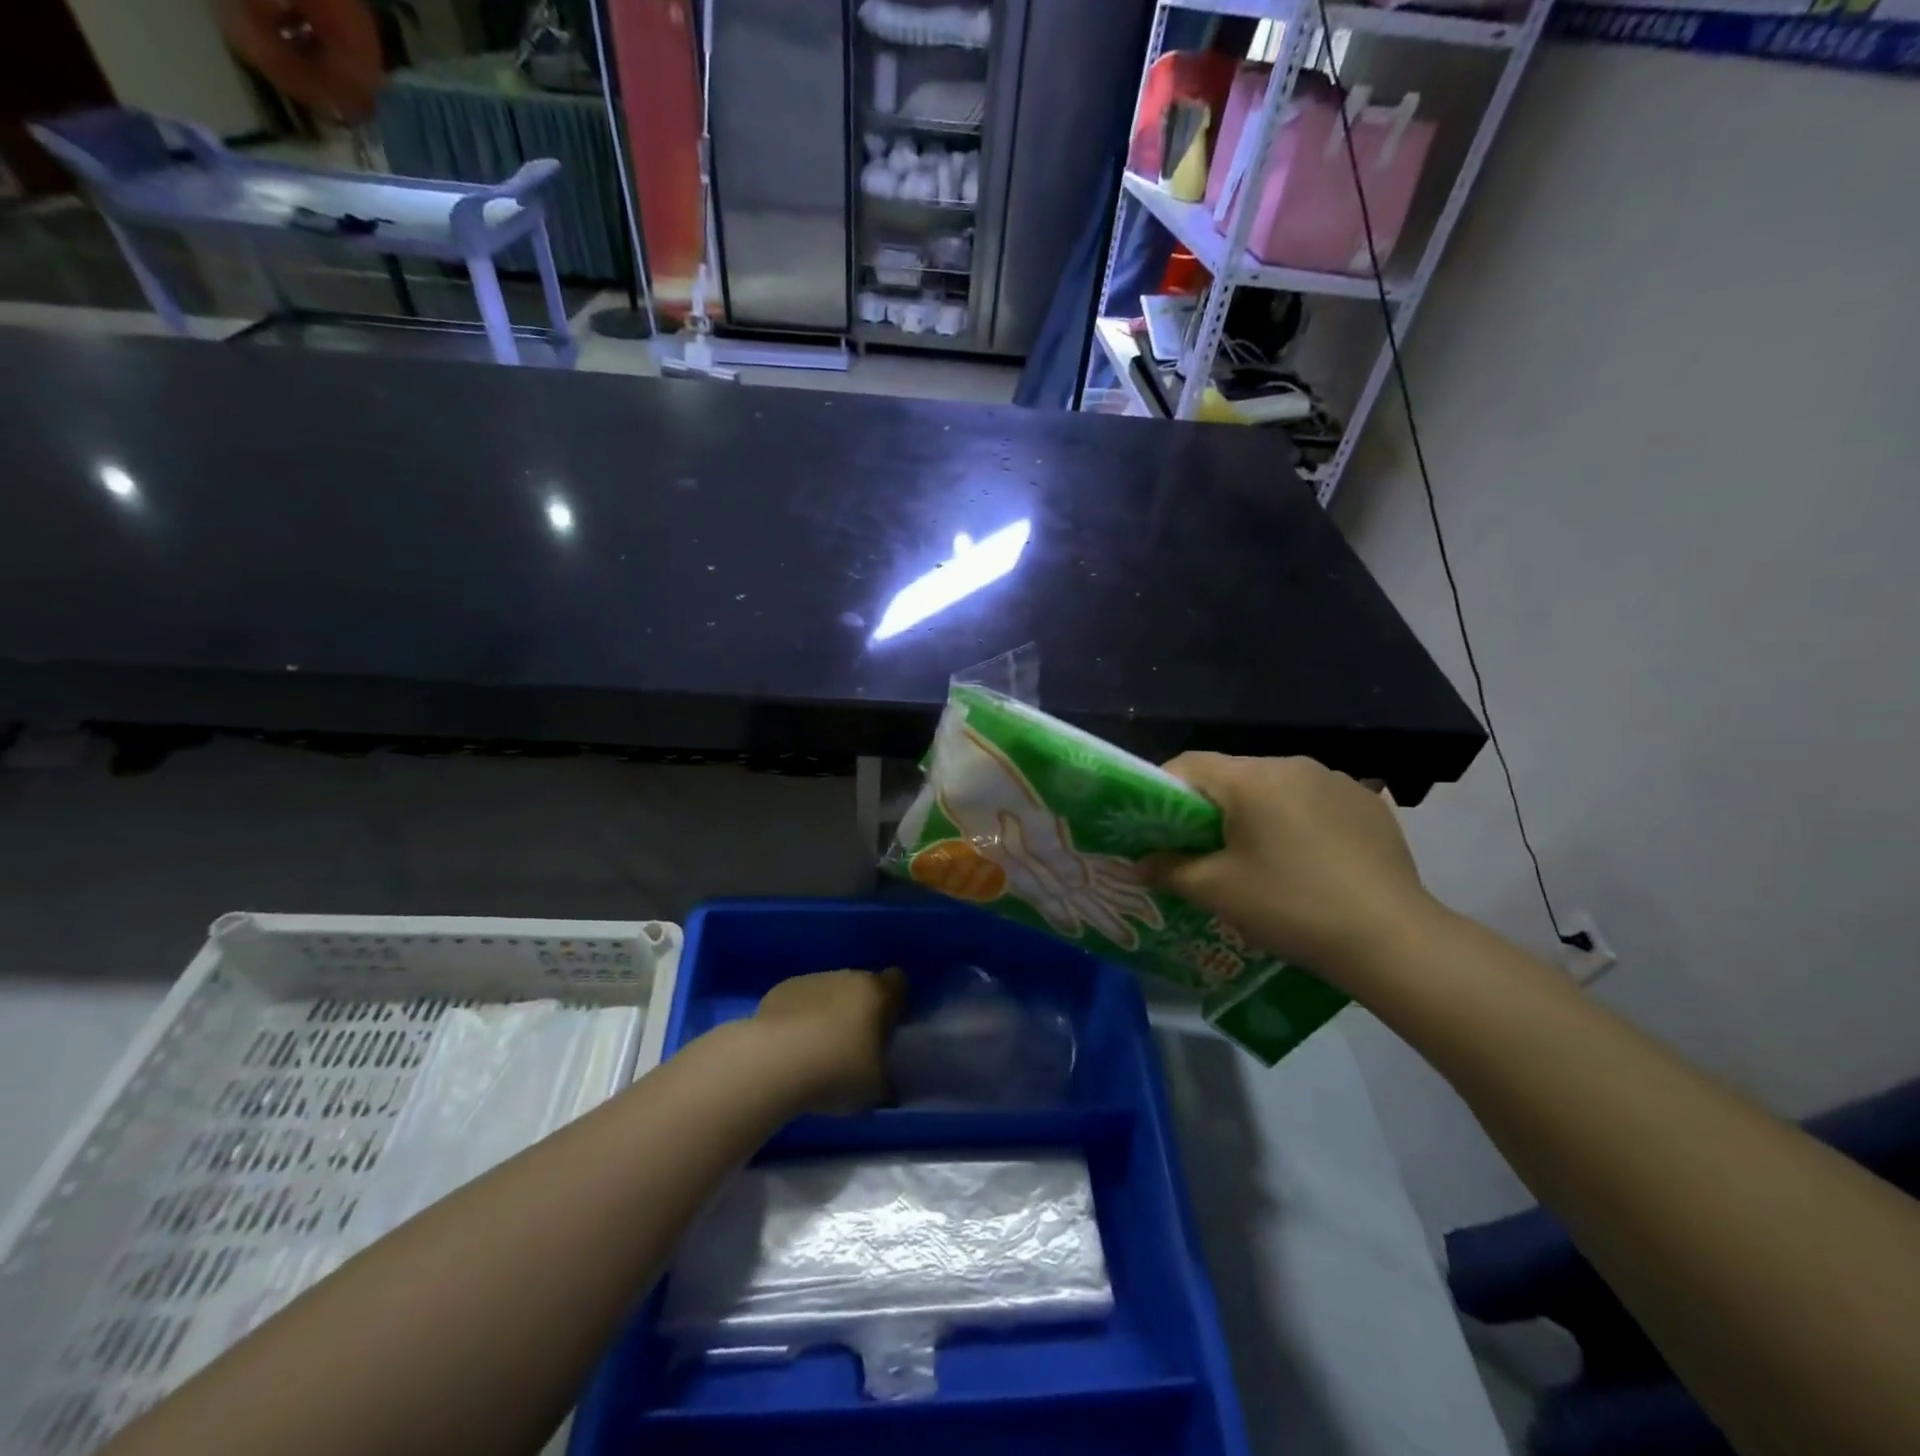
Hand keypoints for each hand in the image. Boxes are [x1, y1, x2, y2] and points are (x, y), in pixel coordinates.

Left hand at [753, 968, 903, 1114]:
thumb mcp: (875, 1089)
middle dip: (860, 1010)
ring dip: (828, 1013)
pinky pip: (800, 1002)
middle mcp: (847, 977)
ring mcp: (812, 980)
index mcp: (877, 993)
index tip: (889, 1027)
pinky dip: (800, 1018)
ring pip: (829, 992)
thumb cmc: (836, 1071)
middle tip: (854, 1046)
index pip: (898, 982)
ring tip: (817, 1050)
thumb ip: (886, 1080)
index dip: (895, 1002)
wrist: (773, 1062)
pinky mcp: (781, 990)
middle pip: (861, 986)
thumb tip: (887, 1084)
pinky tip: (791, 1046)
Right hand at [1151, 753, 1440, 986]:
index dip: (1162, 791)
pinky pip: (1312, 801)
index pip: (1189, 765)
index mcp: (1252, 778)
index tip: (1155, 827)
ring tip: (1257, 860)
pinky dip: (1295, 821)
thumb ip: (1169, 869)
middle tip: (1201, 850)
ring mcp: (1336, 780)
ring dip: (1254, 814)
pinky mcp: (1367, 802)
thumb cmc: (1291, 907)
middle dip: (1209, 808)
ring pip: (1273, 788)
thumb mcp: (1217, 892)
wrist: (1392, 939)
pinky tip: (1306, 862)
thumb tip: (1141, 861)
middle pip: (1232, 775)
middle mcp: (1293, 764)